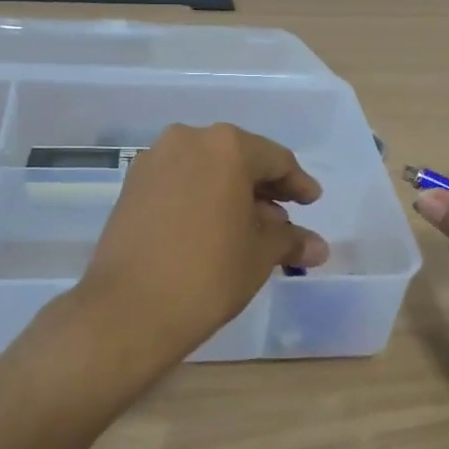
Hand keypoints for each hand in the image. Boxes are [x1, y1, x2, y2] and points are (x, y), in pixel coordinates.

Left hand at [73, 123, 328, 376]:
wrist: (130, 308)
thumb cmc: (209, 273)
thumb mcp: (260, 255)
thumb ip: (290, 240)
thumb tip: (318, 246)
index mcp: (227, 146)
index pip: (276, 159)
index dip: (298, 183)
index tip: (311, 202)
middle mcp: (188, 140)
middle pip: (238, 158)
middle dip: (263, 188)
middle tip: (283, 218)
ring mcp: (155, 161)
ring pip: (206, 169)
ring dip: (231, 193)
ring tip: (249, 227)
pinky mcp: (132, 185)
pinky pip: (179, 182)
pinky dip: (201, 197)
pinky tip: (212, 227)